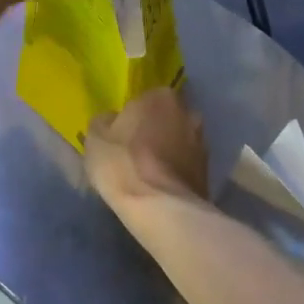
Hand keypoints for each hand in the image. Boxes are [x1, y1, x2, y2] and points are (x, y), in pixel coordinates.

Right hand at [85, 88, 208, 208]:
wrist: (161, 207)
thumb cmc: (123, 164)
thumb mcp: (95, 138)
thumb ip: (104, 121)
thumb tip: (112, 121)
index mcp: (161, 96)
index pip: (144, 100)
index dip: (131, 118)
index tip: (121, 135)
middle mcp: (189, 112)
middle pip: (166, 119)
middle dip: (153, 132)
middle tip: (133, 153)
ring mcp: (203, 142)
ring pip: (178, 142)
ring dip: (166, 153)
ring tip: (147, 174)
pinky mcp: (208, 171)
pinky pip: (185, 165)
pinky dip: (174, 172)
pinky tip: (159, 187)